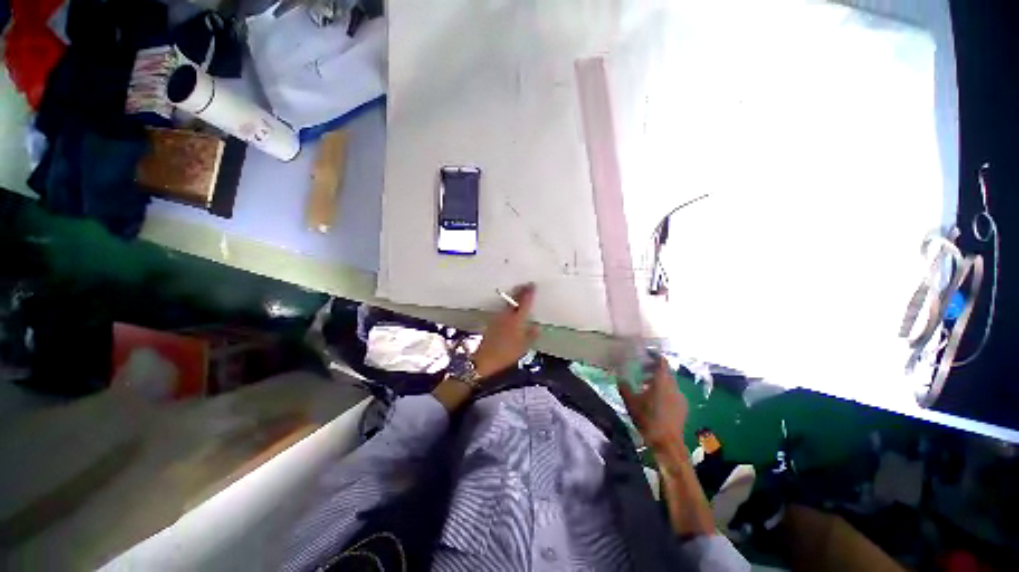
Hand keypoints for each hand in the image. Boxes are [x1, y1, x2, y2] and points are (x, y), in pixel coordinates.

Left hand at [472, 283, 539, 377]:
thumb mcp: (524, 347)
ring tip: (520, 293)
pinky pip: (503, 308)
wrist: (485, 359)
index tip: (533, 285)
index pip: (524, 302)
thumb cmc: (506, 354)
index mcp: (516, 320)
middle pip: (514, 299)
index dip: (529, 293)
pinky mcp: (492, 321)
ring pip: (508, 303)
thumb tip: (537, 326)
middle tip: (526, 285)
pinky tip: (511, 307)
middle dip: (521, 291)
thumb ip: (532, 335)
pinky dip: (509, 304)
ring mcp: (498, 317)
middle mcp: (507, 315)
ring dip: (514, 296)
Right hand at [620, 357, 688, 449]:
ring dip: (659, 382)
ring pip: (670, 383)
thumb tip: (620, 378)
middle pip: (666, 372)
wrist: (667, 443)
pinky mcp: (683, 408)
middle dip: (653, 370)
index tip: (645, 355)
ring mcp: (681, 397)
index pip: (661, 361)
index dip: (654, 356)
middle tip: (641, 372)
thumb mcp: (630, 402)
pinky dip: (665, 392)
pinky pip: (673, 393)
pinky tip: (656, 401)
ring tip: (646, 388)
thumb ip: (624, 387)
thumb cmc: (647, 418)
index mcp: (662, 381)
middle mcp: (674, 386)